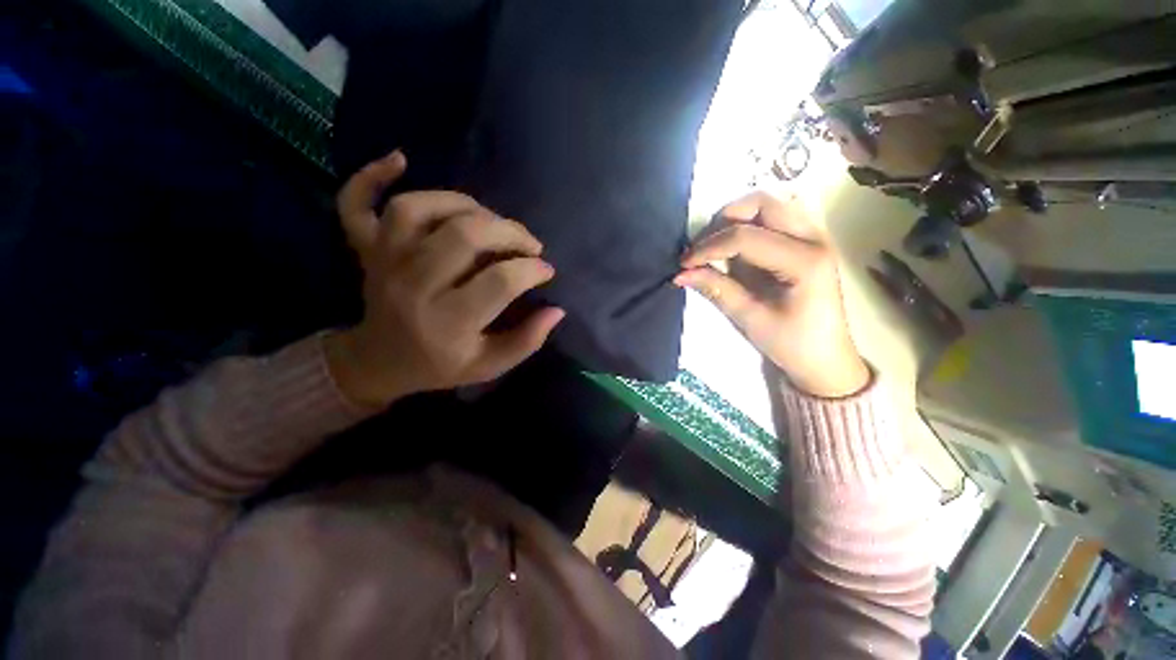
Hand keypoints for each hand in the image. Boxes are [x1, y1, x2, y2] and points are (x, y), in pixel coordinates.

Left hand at [325, 151, 564, 406]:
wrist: (379, 363)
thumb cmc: (440, 365)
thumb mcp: (490, 366)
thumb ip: (527, 341)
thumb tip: (557, 310)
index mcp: (448, 323)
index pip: (500, 282)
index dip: (532, 270)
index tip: (545, 270)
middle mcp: (413, 286)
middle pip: (464, 236)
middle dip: (509, 232)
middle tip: (528, 243)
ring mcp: (383, 262)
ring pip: (418, 209)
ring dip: (462, 203)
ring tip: (489, 218)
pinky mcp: (365, 250)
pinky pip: (356, 204)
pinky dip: (372, 176)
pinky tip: (400, 159)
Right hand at [676, 192, 868, 397]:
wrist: (825, 358)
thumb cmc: (791, 344)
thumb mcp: (750, 318)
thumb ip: (716, 289)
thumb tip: (680, 275)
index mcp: (804, 261)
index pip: (745, 237)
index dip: (708, 247)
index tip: (684, 263)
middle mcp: (814, 237)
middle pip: (762, 203)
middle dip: (723, 220)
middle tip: (701, 248)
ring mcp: (814, 235)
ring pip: (768, 204)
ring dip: (736, 218)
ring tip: (715, 245)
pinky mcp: (807, 240)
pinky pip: (774, 216)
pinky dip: (749, 223)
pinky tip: (735, 246)